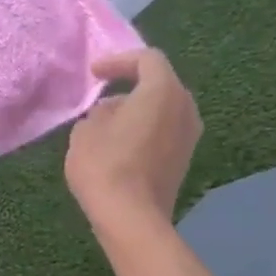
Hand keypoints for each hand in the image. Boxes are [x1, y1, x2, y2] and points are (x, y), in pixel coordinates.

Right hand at [65, 49, 201, 244]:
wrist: (131, 216)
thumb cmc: (105, 165)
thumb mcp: (86, 130)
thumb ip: (99, 112)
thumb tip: (111, 112)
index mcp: (162, 92)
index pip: (147, 60)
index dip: (118, 61)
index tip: (94, 74)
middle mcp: (185, 108)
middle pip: (160, 83)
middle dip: (131, 84)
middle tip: (103, 94)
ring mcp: (189, 135)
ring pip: (164, 108)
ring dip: (138, 108)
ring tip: (108, 121)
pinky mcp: (184, 158)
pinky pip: (165, 129)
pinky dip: (145, 127)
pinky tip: (120, 142)